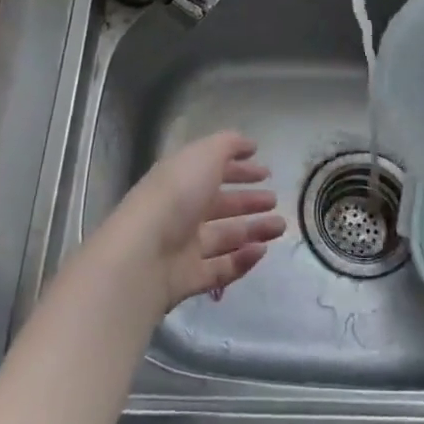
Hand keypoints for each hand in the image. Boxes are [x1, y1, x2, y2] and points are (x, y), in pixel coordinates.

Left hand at [99, 132, 286, 312]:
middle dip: (249, 201)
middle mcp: (182, 211)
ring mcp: (184, 246)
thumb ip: (228, 145)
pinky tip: (262, 251)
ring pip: (226, 236)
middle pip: (221, 205)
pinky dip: (243, 259)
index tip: (266, 172)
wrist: (143, 255)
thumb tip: (249, 144)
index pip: (214, 171)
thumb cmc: (176, 195)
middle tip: (275, 201)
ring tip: (280, 227)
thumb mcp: (204, 155)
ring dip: (254, 230)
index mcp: (182, 179)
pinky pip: (222, 267)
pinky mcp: (190, 278)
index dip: (239, 169)